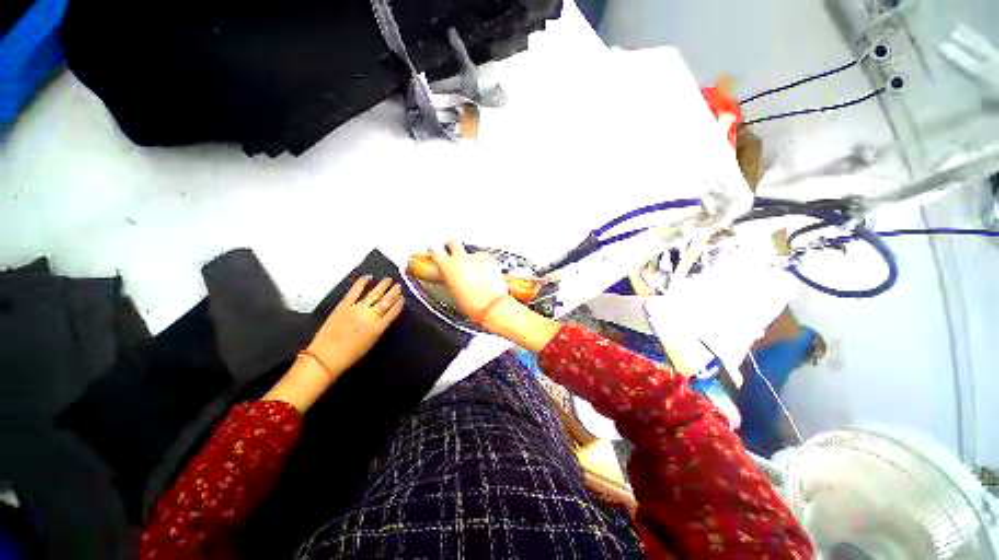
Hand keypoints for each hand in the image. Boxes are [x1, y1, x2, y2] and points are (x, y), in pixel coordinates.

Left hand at [307, 276, 404, 375]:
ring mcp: (357, 309)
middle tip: (398, 285)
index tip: (402, 298)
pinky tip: (367, 277)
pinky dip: (361, 283)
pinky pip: (355, 291)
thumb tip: (384, 317)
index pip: (394, 311)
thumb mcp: (372, 342)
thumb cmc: (350, 355)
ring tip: (388, 279)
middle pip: (386, 300)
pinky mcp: (344, 305)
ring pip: (374, 294)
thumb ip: (379, 328)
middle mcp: (370, 316)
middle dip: (394, 292)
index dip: (399, 303)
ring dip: (382, 286)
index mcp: (379, 328)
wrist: (325, 358)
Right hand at [429, 240, 508, 323]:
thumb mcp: (453, 292)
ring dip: (471, 258)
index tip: (436, 252)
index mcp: (447, 266)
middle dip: (453, 245)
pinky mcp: (491, 259)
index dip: (435, 251)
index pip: (435, 251)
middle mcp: (461, 257)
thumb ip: (450, 278)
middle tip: (454, 251)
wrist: (492, 305)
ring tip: (475, 271)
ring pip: (471, 251)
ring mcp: (477, 257)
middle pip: (453, 242)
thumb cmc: (472, 304)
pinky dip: (484, 263)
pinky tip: (486, 273)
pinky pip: (484, 258)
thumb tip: (452, 277)